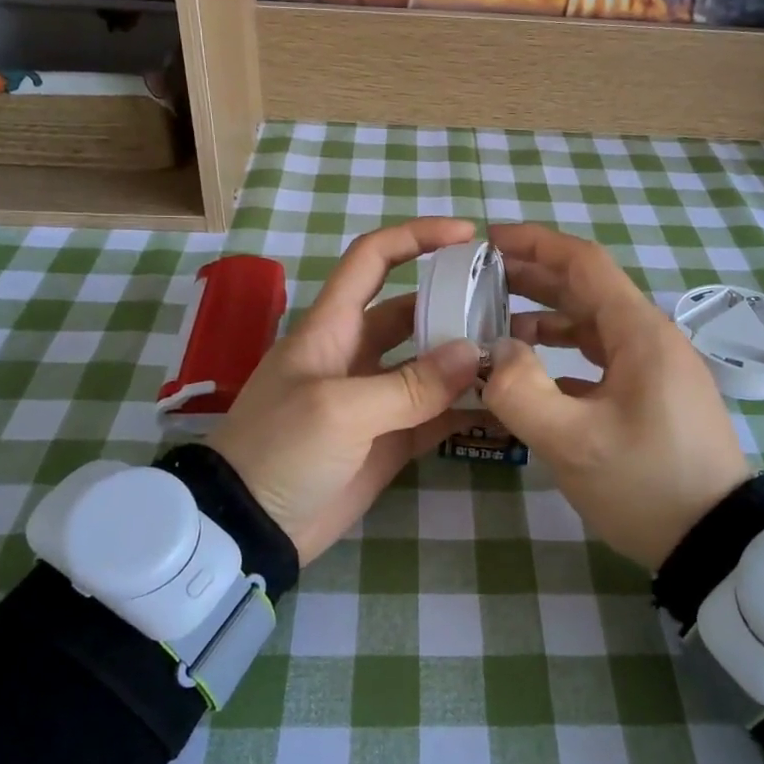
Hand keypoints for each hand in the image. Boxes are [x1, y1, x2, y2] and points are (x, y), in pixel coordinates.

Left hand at [208, 219, 484, 564]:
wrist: (248, 528)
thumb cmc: (279, 450)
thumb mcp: (339, 410)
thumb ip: (409, 385)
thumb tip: (474, 354)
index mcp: (332, 327)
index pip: (372, 259)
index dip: (416, 237)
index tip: (467, 235)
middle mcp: (355, 353)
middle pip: (412, 311)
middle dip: (455, 302)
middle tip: (509, 306)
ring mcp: (375, 398)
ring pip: (429, 364)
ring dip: (466, 358)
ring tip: (516, 354)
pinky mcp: (389, 440)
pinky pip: (435, 415)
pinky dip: (465, 409)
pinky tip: (502, 406)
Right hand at [480, 223, 751, 570]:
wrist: (717, 543)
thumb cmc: (647, 486)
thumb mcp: (574, 443)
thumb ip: (521, 392)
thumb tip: (495, 351)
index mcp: (639, 332)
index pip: (584, 263)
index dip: (536, 244)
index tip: (490, 239)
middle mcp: (650, 337)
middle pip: (587, 288)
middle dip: (534, 276)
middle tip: (481, 277)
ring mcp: (654, 367)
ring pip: (593, 323)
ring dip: (546, 315)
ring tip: (496, 322)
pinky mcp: (652, 394)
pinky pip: (601, 355)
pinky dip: (564, 351)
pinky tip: (533, 370)